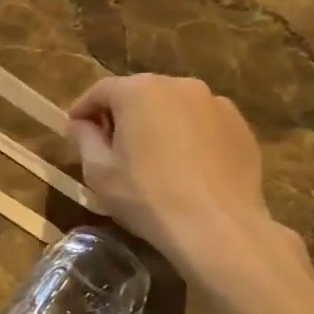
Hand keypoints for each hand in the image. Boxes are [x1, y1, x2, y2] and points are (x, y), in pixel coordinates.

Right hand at [67, 74, 281, 280]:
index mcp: (140, 91)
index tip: (73, 132)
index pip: (100, 90)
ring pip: (173, 107)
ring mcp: (216, 104)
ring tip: (150, 158)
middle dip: (120, 115)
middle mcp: (180, 86)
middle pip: (139, 94)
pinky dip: (187, 136)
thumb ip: (84, 138)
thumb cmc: (147, 196)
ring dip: (156, 124)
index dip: (82, 110)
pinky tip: (184, 167)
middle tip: (110, 147)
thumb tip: (80, 124)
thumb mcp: (98, 171)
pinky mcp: (240, 127)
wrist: (217, 228)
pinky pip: (202, 124)